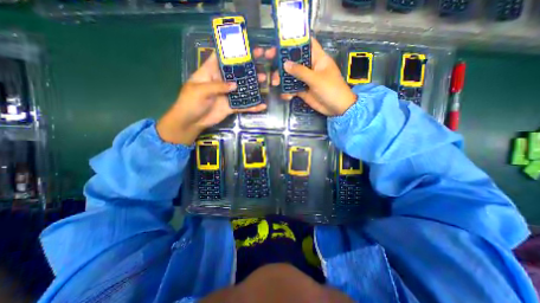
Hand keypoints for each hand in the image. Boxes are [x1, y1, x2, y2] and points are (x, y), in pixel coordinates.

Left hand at [157, 51, 267, 145]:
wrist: (191, 122)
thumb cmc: (190, 102)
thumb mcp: (200, 90)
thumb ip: (217, 86)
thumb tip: (235, 85)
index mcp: (210, 72)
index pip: (221, 58)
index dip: (232, 52)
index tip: (246, 47)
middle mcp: (221, 81)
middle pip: (236, 73)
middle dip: (248, 68)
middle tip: (261, 63)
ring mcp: (227, 95)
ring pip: (242, 89)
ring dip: (253, 86)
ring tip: (265, 81)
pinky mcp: (231, 106)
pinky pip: (243, 105)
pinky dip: (252, 106)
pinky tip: (262, 106)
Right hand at [272, 38, 356, 115]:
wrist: (337, 108)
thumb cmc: (331, 89)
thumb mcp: (316, 79)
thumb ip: (300, 71)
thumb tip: (285, 64)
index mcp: (318, 58)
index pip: (308, 44)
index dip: (296, 40)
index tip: (281, 41)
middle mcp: (311, 67)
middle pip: (295, 60)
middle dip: (283, 61)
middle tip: (270, 61)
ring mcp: (306, 79)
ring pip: (292, 75)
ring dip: (283, 78)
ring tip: (275, 82)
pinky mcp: (304, 90)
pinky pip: (293, 88)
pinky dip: (288, 91)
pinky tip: (286, 96)